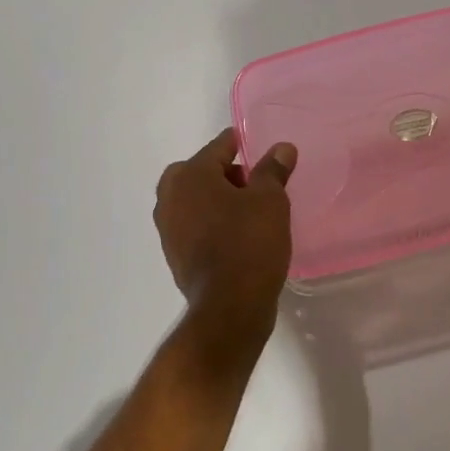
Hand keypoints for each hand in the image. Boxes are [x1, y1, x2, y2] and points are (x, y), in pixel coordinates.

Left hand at [153, 129, 297, 343]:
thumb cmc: (250, 242)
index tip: (253, 144)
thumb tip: (281, 148)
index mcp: (190, 175)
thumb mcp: (270, 201)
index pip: (218, 147)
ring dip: (217, 199)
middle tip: (254, 183)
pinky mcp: (174, 255)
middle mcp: (170, 197)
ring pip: (195, 201)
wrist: (229, 306)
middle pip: (200, 173)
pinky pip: (194, 226)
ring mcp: (167, 229)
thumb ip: (273, 170)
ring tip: (249, 210)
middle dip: (225, 174)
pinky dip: (211, 223)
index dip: (238, 144)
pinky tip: (236, 235)